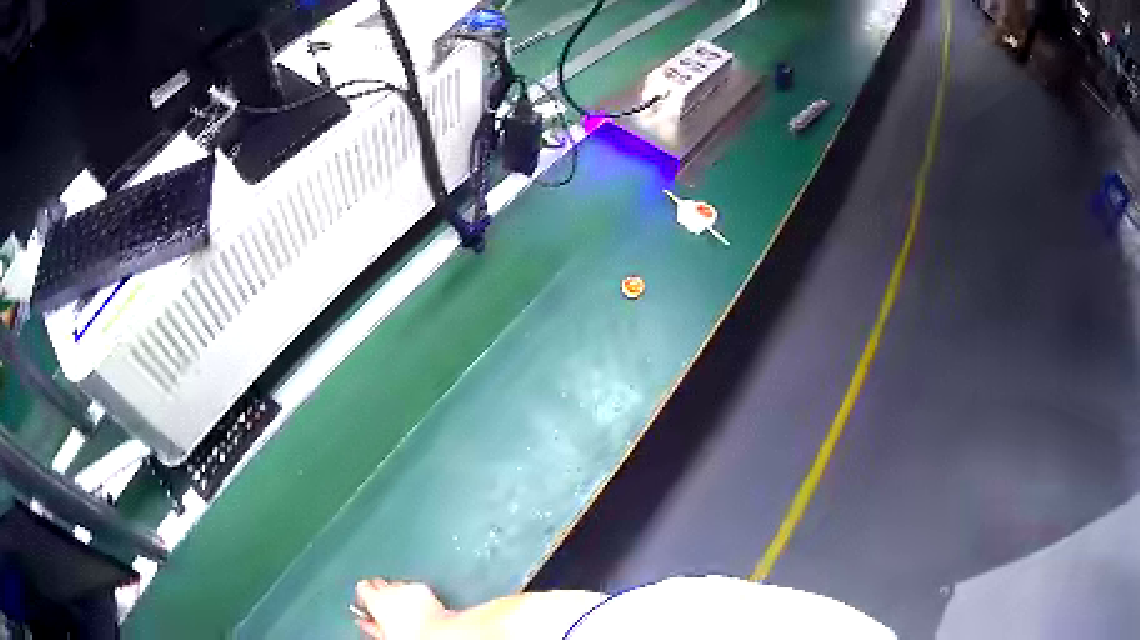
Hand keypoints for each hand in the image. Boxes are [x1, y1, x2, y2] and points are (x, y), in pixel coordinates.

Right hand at [354, 579, 449, 639]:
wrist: (438, 633)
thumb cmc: (413, 635)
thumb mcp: (385, 634)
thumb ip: (370, 625)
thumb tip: (364, 623)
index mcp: (376, 599)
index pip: (362, 587)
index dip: (364, 596)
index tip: (367, 605)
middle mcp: (390, 589)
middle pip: (378, 583)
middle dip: (379, 593)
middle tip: (385, 609)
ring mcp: (407, 586)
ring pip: (396, 585)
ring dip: (397, 594)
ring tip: (404, 610)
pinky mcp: (423, 587)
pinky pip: (412, 587)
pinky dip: (413, 595)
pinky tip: (418, 607)